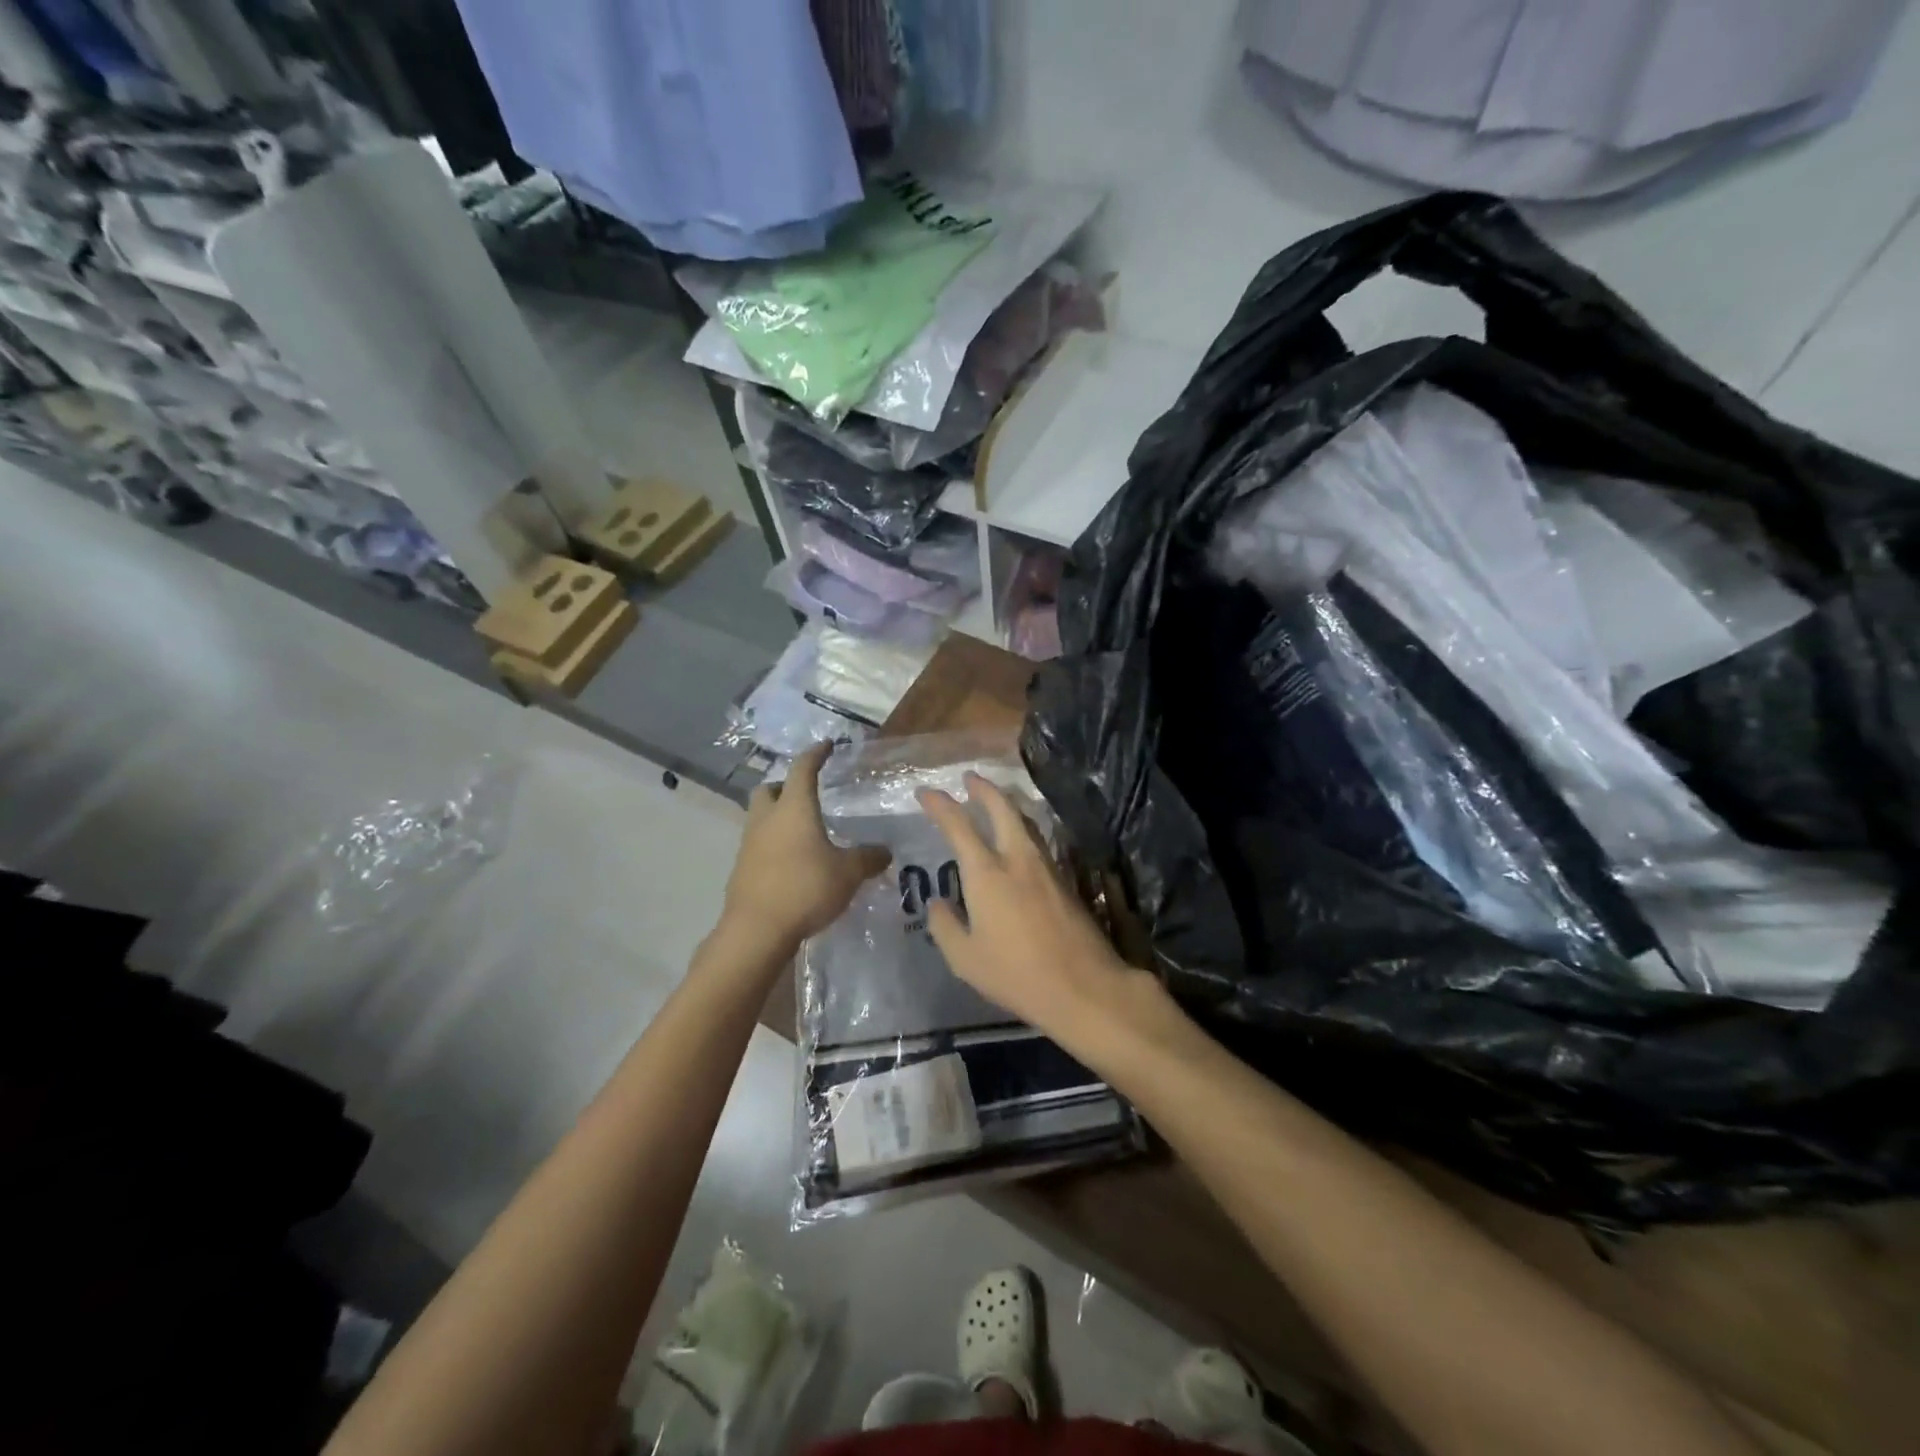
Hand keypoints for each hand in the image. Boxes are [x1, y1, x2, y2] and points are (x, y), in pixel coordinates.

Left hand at [721, 741, 889, 956]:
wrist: (757, 930)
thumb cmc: (805, 888)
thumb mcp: (848, 873)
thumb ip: (868, 858)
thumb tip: (885, 852)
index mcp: (794, 808)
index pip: (803, 768)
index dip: (816, 754)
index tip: (826, 746)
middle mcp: (767, 818)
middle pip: (769, 789)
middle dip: (785, 786)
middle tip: (806, 794)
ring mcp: (749, 844)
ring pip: (760, 817)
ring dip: (778, 817)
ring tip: (804, 831)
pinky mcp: (742, 869)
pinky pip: (758, 845)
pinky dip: (774, 845)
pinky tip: (793, 862)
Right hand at [917, 773, 1157, 1054]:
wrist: (1084, 986)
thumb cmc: (1016, 975)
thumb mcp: (965, 959)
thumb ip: (946, 926)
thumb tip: (938, 902)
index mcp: (987, 873)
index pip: (959, 825)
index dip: (940, 805)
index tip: (925, 792)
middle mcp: (1017, 859)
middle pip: (1002, 808)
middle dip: (983, 788)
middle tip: (970, 778)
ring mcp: (1046, 867)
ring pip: (1025, 822)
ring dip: (1006, 805)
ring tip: (994, 801)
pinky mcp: (1065, 881)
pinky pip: (1038, 841)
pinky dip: (1023, 828)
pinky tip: (1019, 840)